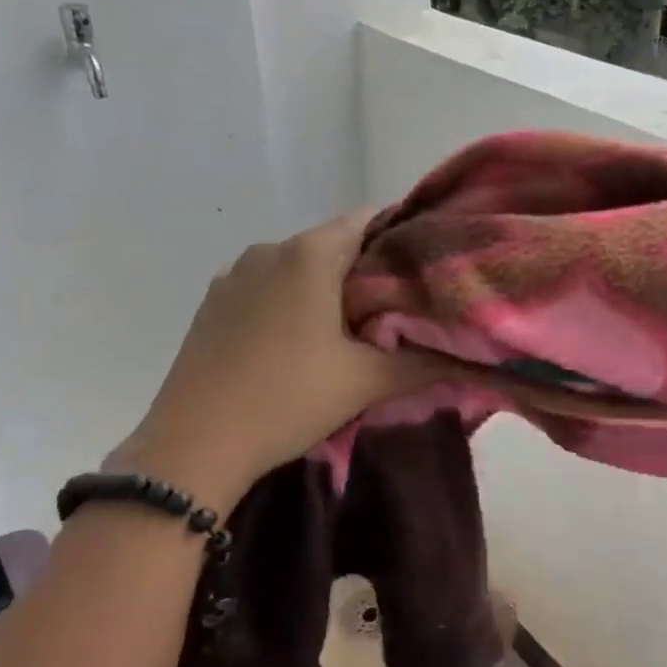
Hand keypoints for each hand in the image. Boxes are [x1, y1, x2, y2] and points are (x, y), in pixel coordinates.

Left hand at [106, 210, 431, 513]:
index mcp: (310, 254)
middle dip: (366, 270)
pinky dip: (290, 300)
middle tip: (397, 309)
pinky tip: (298, 341)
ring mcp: (234, 274)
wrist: (193, 446)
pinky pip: (266, 285)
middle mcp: (269, 250)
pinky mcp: (213, 302)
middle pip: (334, 244)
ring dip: (326, 287)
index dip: (402, 239)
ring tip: (350, 329)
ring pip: (298, 266)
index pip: (369, 220)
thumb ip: (423, 363)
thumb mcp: (365, 382)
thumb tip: (473, 358)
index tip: (425, 269)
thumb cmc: (287, 399)